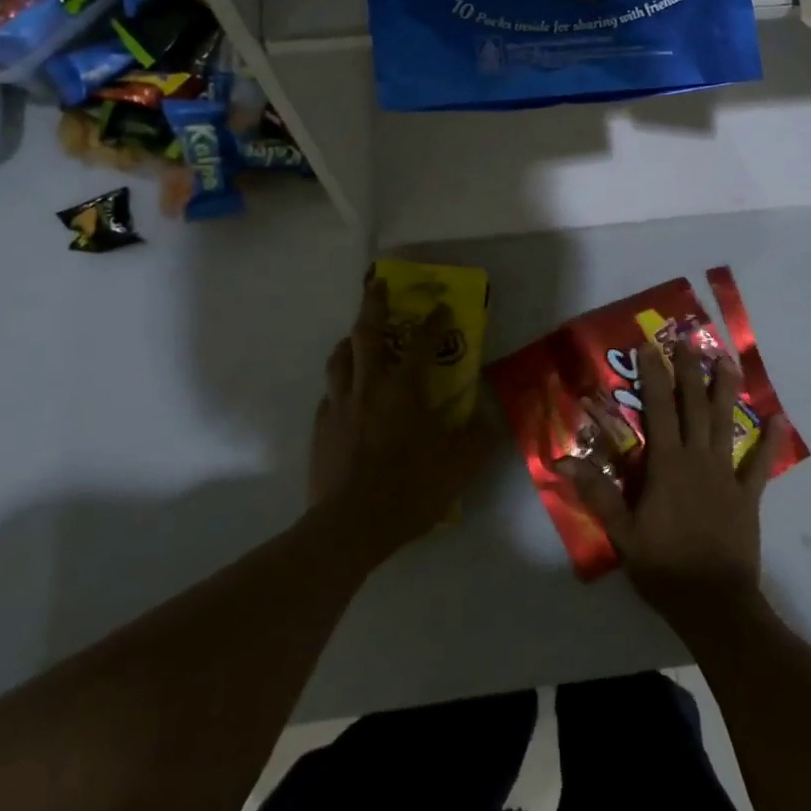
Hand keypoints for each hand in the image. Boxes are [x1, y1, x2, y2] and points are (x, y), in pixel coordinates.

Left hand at [307, 278, 494, 565]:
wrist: (350, 526)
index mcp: (404, 389)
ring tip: (355, 336)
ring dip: (349, 340)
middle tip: (377, 284)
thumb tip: (488, 418)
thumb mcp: (459, 466)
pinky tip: (345, 394)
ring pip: (339, 359)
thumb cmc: (410, 489)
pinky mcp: (322, 428)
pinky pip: (329, 394)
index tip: (440, 304)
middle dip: (373, 304)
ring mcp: (340, 406)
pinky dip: (339, 384)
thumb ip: (477, 438)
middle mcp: (369, 387)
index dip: (432, 321)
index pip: (421, 343)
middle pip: (367, 334)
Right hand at [559, 340, 777, 632]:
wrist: (714, 604)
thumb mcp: (622, 532)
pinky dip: (769, 442)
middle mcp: (698, 459)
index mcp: (667, 464)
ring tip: (728, 361)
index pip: (659, 409)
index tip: (650, 347)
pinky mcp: (747, 496)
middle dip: (690, 371)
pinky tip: (778, 420)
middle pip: (694, 406)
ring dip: (726, 391)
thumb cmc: (663, 566)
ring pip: (725, 424)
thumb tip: (562, 459)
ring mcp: (726, 475)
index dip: (654, 376)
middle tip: (690, 340)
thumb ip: (596, 492)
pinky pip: (759, 464)